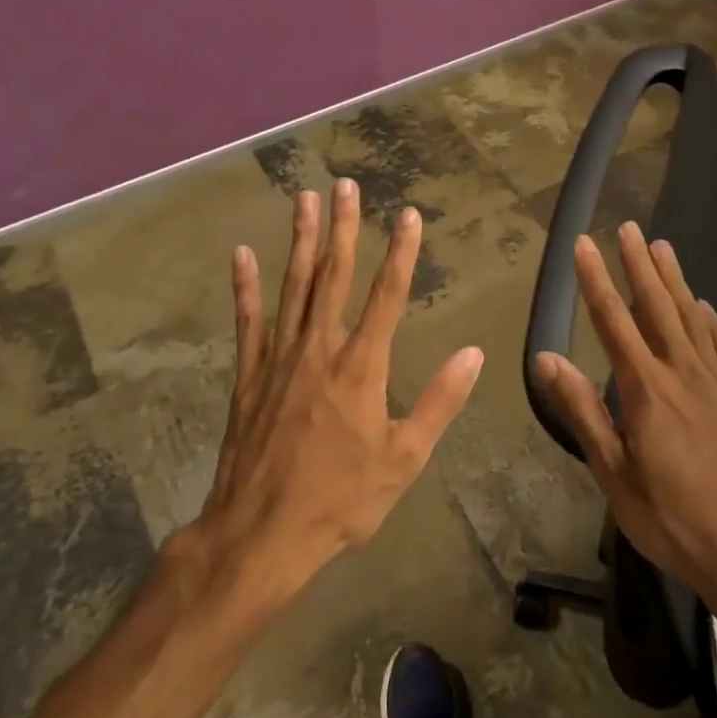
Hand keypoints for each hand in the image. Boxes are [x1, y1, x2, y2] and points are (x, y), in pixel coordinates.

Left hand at [193, 179, 483, 598]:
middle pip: (334, 276)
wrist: (262, 532)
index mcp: (362, 368)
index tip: (409, 216)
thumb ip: (440, 402)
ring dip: (301, 241)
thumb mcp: (405, 459)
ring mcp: (279, 359)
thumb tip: (474, 354)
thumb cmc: (342, 499)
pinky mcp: (249, 375)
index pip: (387, 296)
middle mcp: (320, 349)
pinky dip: (245, 287)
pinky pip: (248, 322)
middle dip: (343, 227)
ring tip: (305, 199)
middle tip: (346, 185)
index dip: (401, 253)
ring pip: (293, 287)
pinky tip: (242, 254)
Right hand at [536, 222, 716, 597]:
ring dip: (675, 280)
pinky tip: (704, 307)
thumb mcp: (612, 471)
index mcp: (647, 389)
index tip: (583, 245)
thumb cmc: (669, 516)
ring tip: (662, 247)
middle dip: (639, 264)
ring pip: (692, 317)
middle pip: (657, 306)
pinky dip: (712, 320)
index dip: (596, 280)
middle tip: (628, 227)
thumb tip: (546, 358)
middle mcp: (683, 373)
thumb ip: (581, 410)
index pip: (614, 321)